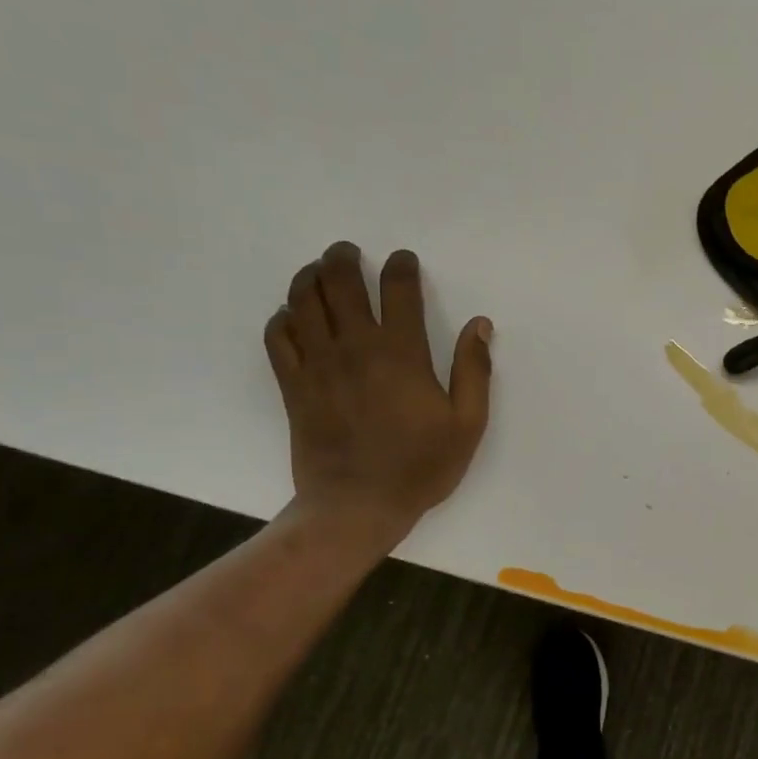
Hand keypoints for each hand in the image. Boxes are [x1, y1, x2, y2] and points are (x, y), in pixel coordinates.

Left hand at [264, 242, 492, 555]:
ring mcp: (318, 365)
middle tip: (348, 252)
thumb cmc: (420, 466)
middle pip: (339, 284)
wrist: (357, 506)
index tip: (404, 260)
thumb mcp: (467, 424)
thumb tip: (480, 325)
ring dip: (309, 277)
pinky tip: (292, 316)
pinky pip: (277, 337)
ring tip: (318, 271)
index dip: (401, 267)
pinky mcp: (293, 386)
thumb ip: (474, 370)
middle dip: (343, 259)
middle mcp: (355, 348)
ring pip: (302, 302)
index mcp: (401, 354)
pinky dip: (282, 317)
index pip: (398, 291)